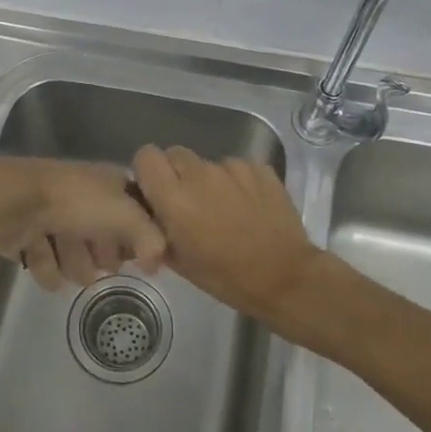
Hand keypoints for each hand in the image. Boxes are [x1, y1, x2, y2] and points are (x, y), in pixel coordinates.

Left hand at [0, 157, 165, 289]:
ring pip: (75, 255)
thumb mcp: (125, 214)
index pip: (134, 213)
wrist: (14, 201)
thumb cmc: (74, 202)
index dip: (137, 236)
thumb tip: (156, 264)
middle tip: (100, 260)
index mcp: (108, 182)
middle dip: (102, 256)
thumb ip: (151, 238)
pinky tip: (43, 263)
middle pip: (104, 238)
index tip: (137, 255)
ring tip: (67, 263)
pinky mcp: (28, 234)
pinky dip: (46, 267)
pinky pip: (47, 263)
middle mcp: (83, 196)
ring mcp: (53, 214)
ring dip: (73, 265)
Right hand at [131, 146, 333, 329]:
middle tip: (190, 201)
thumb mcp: (179, 261)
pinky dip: (237, 181)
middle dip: (177, 173)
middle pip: (175, 154)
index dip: (149, 171)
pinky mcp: (259, 167)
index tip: (157, 191)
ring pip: (207, 162)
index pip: (146, 156)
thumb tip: (151, 213)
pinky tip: (248, 206)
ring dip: (208, 179)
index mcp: (174, 198)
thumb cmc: (226, 277)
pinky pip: (236, 166)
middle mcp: (199, 174)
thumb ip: (158, 229)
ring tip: (225, 208)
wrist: (285, 277)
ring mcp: (232, 167)